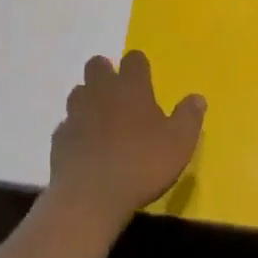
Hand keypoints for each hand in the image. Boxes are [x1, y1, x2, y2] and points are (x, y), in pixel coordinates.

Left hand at [47, 51, 203, 237]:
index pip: (134, 59)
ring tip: (99, 121)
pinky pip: (66, 126)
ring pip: (78, 92)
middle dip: (105, 74)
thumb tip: (198, 98)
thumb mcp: (179, 144)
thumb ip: (189, 117)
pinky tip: (83, 149)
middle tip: (118, 95)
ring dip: (87, 100)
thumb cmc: (140, 165)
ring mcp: (76, 113)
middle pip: (97, 65)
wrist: (90, 198)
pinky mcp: (59, 139)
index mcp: (131, 87)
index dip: (138, 66)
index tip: (144, 79)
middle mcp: (101, 91)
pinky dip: (74, 132)